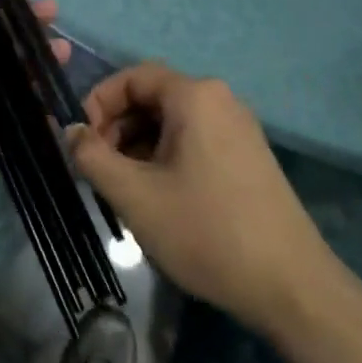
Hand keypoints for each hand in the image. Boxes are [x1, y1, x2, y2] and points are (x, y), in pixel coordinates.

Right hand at [73, 63, 331, 335]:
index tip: (81, 141)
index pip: (133, 77)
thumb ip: (93, 157)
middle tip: (100, 169)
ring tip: (126, 189)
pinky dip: (167, 156)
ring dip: (140, 145)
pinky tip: (160, 196)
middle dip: (118, 127)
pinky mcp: (249, 155)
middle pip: (154, 97)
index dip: (99, 102)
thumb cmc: (205, 231)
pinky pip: (196, 139)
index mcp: (195, 95)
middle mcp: (220, 99)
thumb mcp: (135, 196)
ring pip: (173, 121)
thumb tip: (71, 132)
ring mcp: (239, 127)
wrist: (290, 285)